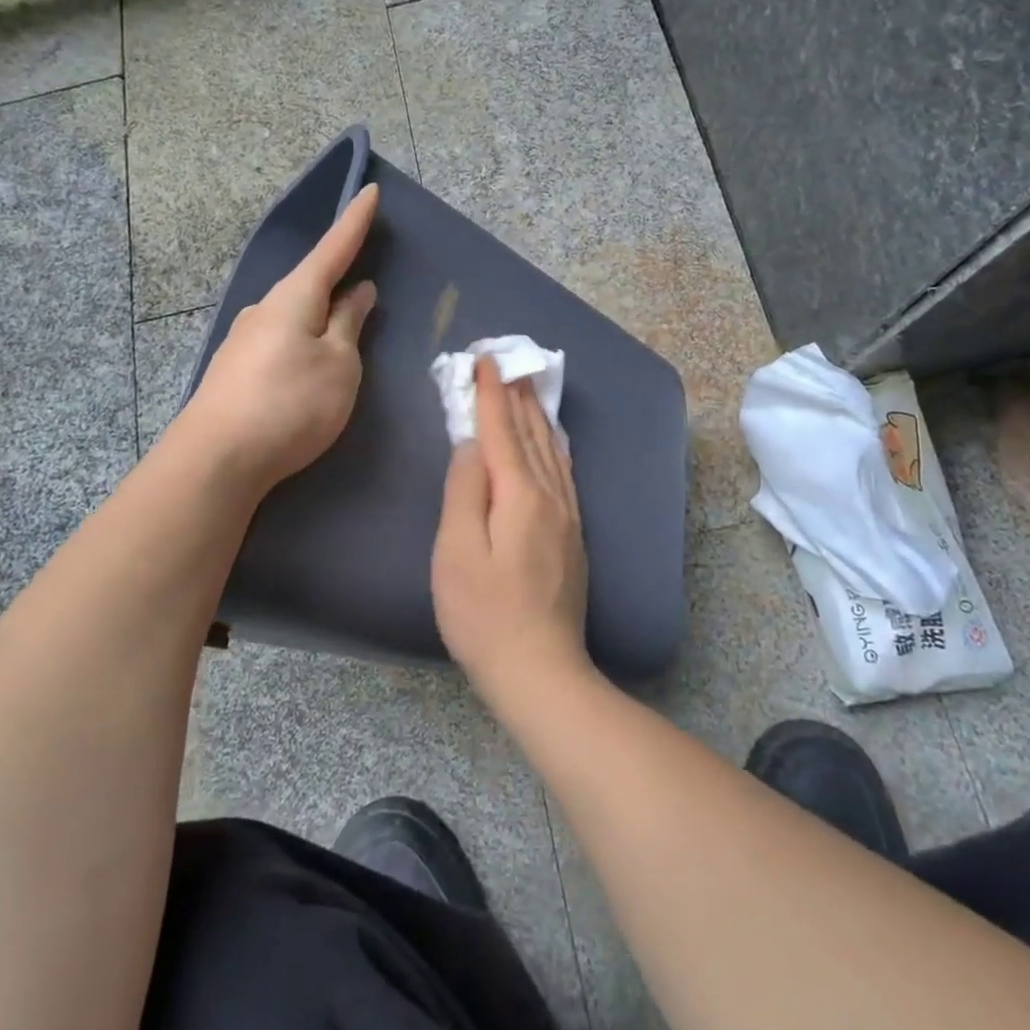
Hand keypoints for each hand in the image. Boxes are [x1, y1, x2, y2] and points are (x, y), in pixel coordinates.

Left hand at [177, 184, 378, 493]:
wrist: (216, 459)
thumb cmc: (291, 403)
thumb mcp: (339, 364)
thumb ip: (350, 324)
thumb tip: (358, 291)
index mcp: (295, 297)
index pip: (333, 249)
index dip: (354, 222)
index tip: (369, 191)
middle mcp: (265, 308)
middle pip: (310, 282)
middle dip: (337, 277)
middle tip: (366, 281)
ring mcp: (245, 338)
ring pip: (294, 314)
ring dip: (321, 314)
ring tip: (344, 332)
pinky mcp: (236, 368)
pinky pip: (281, 339)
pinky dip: (303, 338)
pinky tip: (308, 362)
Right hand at [431, 357, 590, 700]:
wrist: (540, 670)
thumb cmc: (484, 614)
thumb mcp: (457, 552)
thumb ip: (464, 491)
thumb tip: (472, 443)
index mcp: (520, 494)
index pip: (502, 430)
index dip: (491, 393)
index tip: (485, 359)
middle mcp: (550, 496)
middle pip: (531, 433)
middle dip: (516, 395)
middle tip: (505, 360)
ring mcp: (567, 516)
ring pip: (551, 449)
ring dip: (536, 414)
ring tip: (527, 388)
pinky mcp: (572, 535)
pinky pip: (563, 471)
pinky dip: (553, 444)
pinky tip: (552, 440)